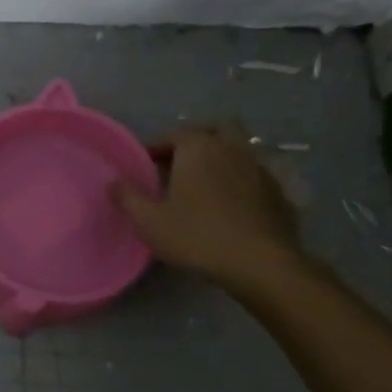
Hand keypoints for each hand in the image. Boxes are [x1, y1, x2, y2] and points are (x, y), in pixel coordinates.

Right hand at [110, 123, 300, 284]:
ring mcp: (259, 168)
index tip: (145, 164)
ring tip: (205, 184)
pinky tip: (232, 204)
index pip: (174, 134)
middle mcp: (231, 148)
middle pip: (216, 128)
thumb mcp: (149, 222)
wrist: (260, 262)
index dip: (156, 147)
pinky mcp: (278, 191)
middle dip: (198, 139)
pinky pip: (255, 174)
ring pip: (240, 149)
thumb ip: (127, 198)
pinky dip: (241, 180)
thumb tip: (113, 182)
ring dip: (222, 158)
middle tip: (181, 162)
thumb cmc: (197, 236)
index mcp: (198, 148)